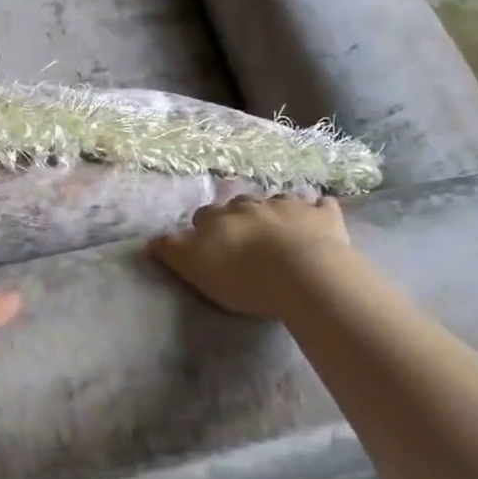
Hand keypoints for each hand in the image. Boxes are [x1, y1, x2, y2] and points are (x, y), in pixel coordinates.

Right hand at [150, 193, 351, 318]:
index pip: (204, 216)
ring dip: (277, 212)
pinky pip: (321, 205)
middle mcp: (252, 203)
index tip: (209, 245)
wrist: (303, 273)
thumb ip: (173, 251)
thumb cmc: (244, 277)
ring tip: (280, 232)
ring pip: (279, 201)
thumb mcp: (195, 268)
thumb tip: (153, 238)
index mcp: (219, 217)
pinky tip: (320, 219)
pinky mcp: (324, 215)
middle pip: (240, 205)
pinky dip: (318, 210)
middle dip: (240, 217)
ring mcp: (290, 205)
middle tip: (245, 240)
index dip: (205, 229)